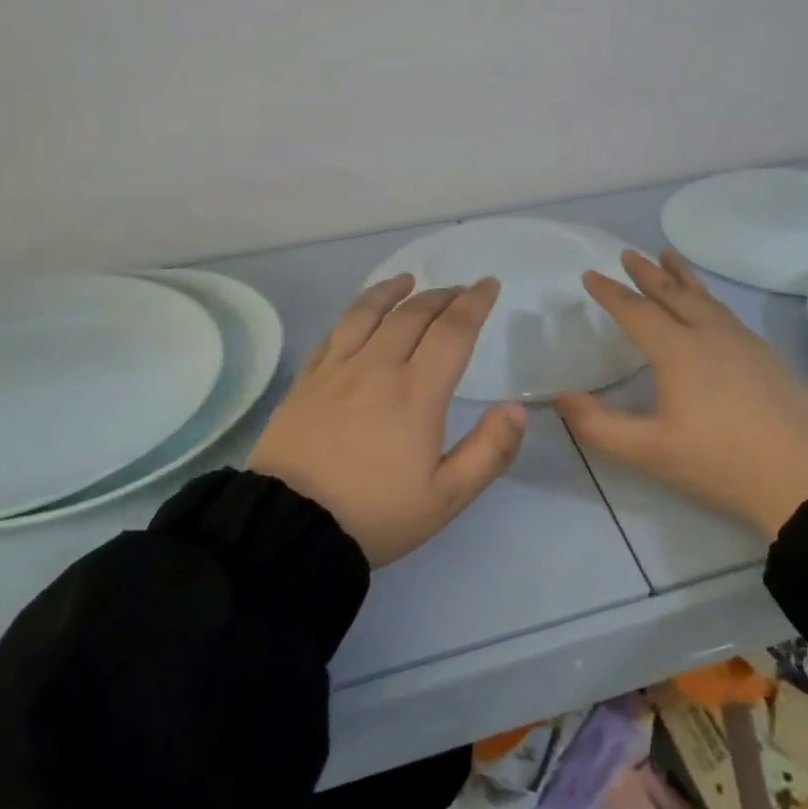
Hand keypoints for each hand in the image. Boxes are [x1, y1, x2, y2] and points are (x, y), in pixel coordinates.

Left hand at [249, 275, 525, 566]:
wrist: (290, 527)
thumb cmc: (375, 514)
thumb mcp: (445, 497)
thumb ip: (488, 452)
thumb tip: (517, 409)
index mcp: (416, 393)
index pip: (453, 331)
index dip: (474, 303)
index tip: (488, 284)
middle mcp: (377, 367)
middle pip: (413, 314)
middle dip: (442, 296)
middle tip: (458, 290)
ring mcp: (336, 369)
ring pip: (368, 313)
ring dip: (393, 292)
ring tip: (408, 281)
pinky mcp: (306, 380)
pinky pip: (334, 332)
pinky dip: (355, 313)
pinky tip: (360, 314)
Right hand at [555, 250, 807, 539]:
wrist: (805, 478)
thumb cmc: (720, 463)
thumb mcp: (649, 452)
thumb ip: (599, 426)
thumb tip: (560, 398)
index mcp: (679, 351)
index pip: (636, 311)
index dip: (610, 293)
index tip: (590, 275)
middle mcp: (710, 334)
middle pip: (673, 293)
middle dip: (647, 272)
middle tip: (628, 253)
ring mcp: (743, 342)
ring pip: (705, 297)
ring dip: (681, 276)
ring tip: (668, 257)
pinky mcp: (766, 356)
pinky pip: (725, 312)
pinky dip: (706, 297)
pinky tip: (708, 308)